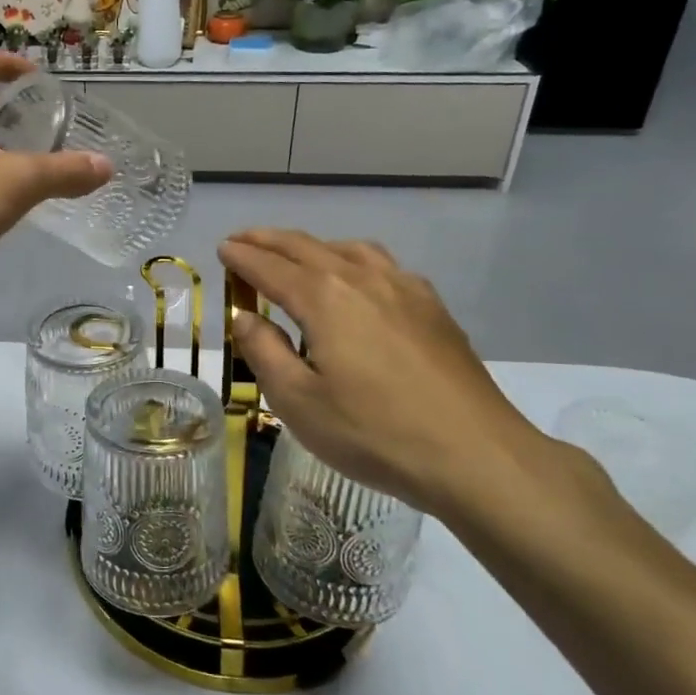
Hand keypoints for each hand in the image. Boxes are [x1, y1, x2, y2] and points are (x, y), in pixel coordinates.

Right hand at [219, 230, 591, 522]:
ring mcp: (404, 288)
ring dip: (312, 245)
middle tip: (243, 240)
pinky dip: (352, 258)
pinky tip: (358, 279)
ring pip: (348, 249)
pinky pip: (382, 264)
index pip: (270, 267)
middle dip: (269, 240)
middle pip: (306, 247)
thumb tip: (245, 317)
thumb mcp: (298, 401)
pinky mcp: (432, 307)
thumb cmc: (374, 432)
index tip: (222, 249)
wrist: (474, 454)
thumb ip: (264, 352)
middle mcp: (362, 278)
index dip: (242, 257)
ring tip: (295, 254)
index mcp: (324, 297)